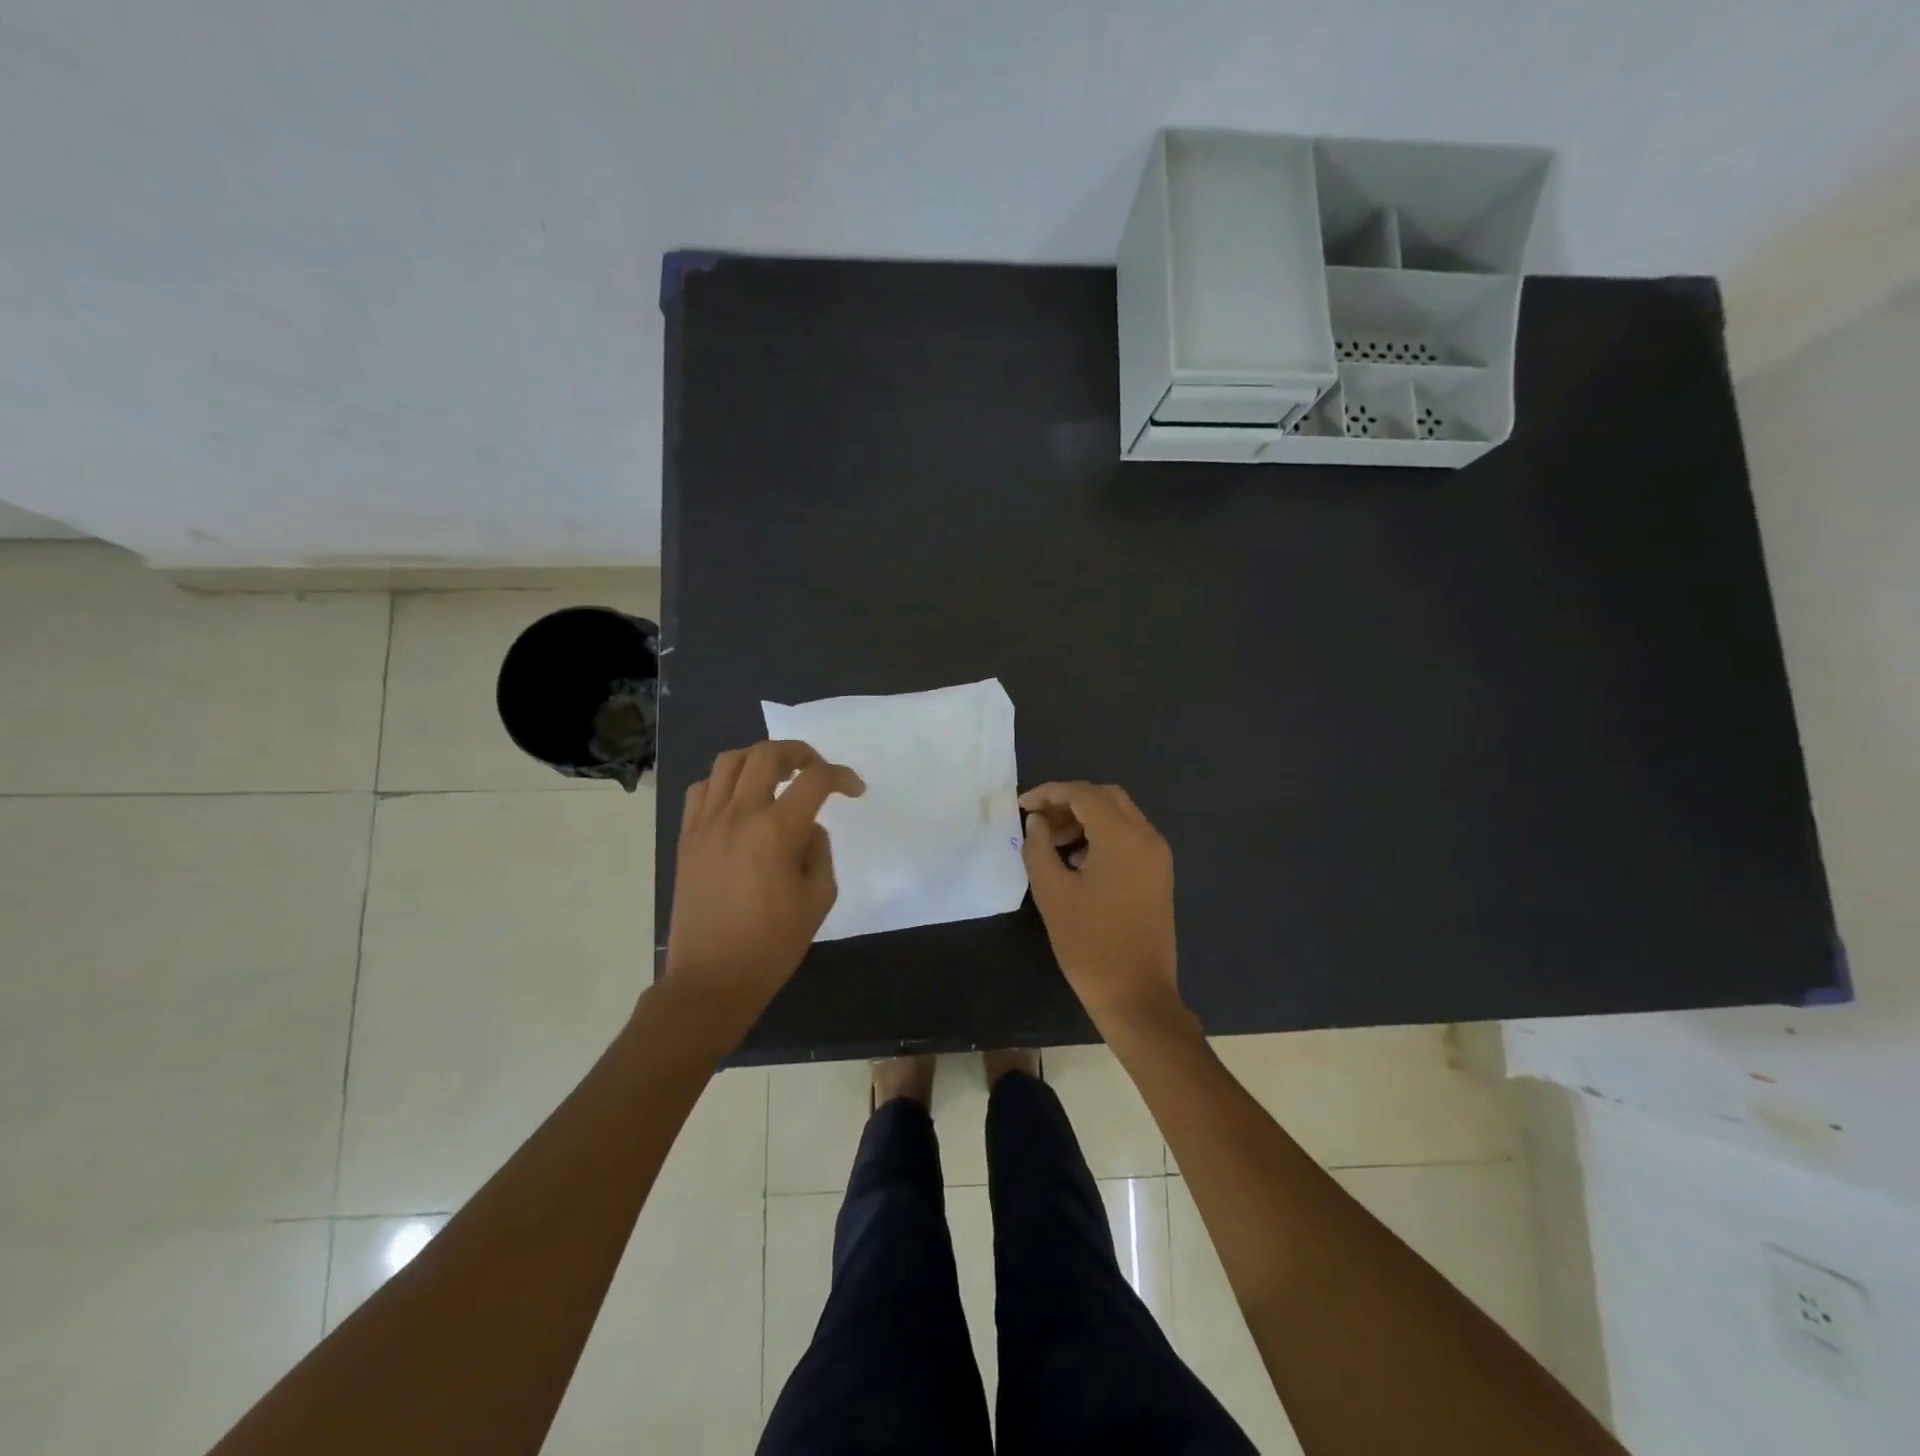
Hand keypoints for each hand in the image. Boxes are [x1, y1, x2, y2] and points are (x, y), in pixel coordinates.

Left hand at [663, 740, 863, 1042]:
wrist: (710, 981)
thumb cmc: (771, 946)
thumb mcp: (818, 899)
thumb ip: (819, 851)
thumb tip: (806, 828)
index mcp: (776, 831)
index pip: (815, 780)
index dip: (842, 776)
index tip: (855, 791)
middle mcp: (738, 815)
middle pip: (767, 754)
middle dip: (801, 752)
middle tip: (817, 770)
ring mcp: (706, 824)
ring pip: (729, 761)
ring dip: (760, 759)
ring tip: (778, 776)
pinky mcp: (687, 838)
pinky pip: (702, 789)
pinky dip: (725, 782)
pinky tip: (740, 801)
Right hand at [1020, 781, 1180, 1024]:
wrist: (1136, 995)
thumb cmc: (1089, 944)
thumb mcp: (1052, 892)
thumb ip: (1039, 847)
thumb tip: (1037, 821)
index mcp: (1122, 837)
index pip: (1083, 794)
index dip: (1049, 793)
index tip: (1022, 807)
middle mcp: (1147, 837)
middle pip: (1106, 797)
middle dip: (1069, 802)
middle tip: (1039, 823)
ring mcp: (1157, 857)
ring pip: (1120, 816)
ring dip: (1085, 819)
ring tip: (1052, 844)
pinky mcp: (1158, 875)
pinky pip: (1129, 837)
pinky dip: (1102, 836)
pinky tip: (1076, 861)